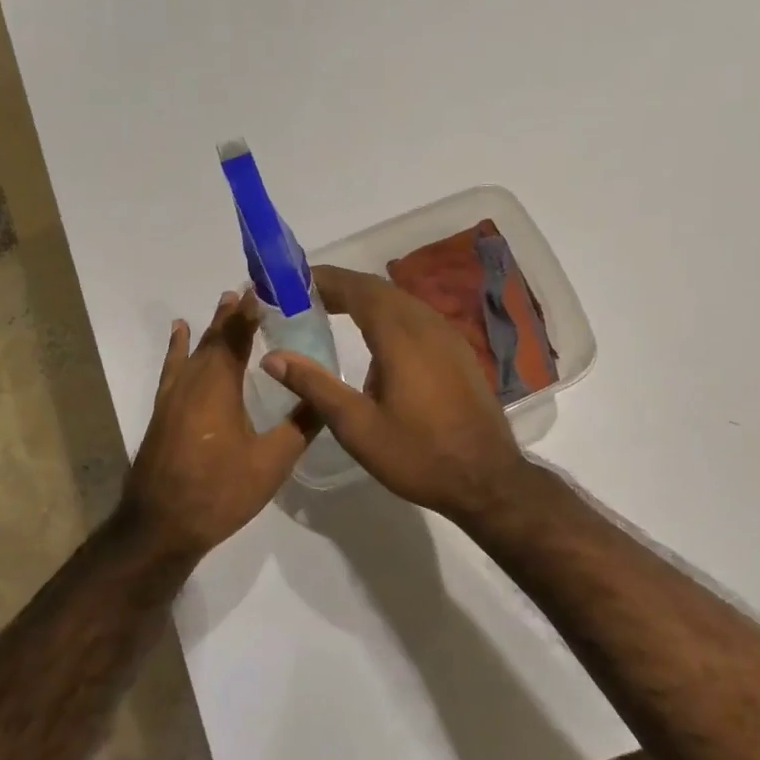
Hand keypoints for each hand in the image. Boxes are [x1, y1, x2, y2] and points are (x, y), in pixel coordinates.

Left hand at [119, 291, 315, 560]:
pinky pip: (174, 367)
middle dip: (234, 313)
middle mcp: (193, 380)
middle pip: (214, 336)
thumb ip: (300, 425)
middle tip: (253, 290)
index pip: (237, 335)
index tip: (267, 287)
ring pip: (195, 350)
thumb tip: (328, 395)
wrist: (161, 525)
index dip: (251, 310)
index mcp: (219, 385)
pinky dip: (179, 347)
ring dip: (212, 326)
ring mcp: (173, 395)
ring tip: (226, 301)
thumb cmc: (219, 492)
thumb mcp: (271, 462)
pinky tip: (180, 334)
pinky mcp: (163, 411)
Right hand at [260, 265, 533, 523]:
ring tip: (331, 313)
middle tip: (304, 298)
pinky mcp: (459, 352)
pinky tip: (374, 342)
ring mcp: (448, 337)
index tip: (292, 282)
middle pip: (379, 290)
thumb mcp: (357, 426)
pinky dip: (388, 316)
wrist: (487, 480)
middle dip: (341, 288)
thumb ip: (315, 386)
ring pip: (401, 302)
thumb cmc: (417, 455)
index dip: (324, 280)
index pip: (357, 289)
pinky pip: (417, 319)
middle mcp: (427, 325)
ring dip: (365, 301)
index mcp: (400, 336)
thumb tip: (273, 357)